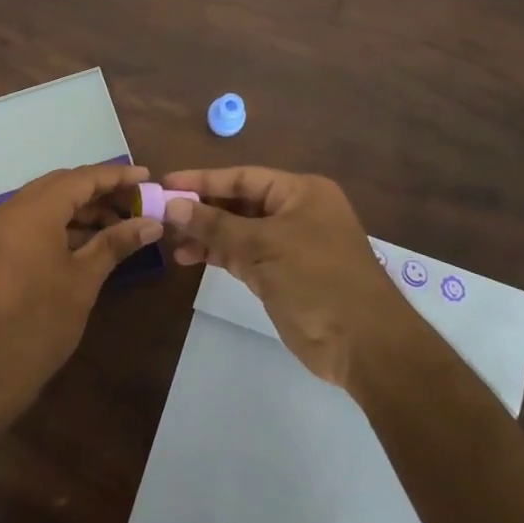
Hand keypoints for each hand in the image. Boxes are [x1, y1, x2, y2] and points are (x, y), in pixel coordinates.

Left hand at [0, 163, 162, 428]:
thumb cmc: (40, 322)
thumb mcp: (84, 280)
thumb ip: (116, 243)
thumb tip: (151, 223)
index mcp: (32, 211)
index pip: (81, 179)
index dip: (115, 176)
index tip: (147, 177)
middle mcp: (10, 210)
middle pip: (61, 186)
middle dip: (99, 191)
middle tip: (136, 201)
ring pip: (46, 203)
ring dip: (81, 209)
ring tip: (121, 224)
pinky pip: (33, 222)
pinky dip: (62, 225)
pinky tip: (91, 241)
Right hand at [161, 166, 409, 388]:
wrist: (364, 344)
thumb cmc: (317, 280)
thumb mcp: (263, 246)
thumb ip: (215, 224)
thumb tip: (172, 205)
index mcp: (301, 192)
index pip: (242, 178)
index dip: (202, 180)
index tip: (165, 184)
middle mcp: (295, 212)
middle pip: (238, 203)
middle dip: (201, 209)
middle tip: (160, 214)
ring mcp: (289, 244)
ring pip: (237, 231)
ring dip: (205, 235)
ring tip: (169, 241)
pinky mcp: (281, 273)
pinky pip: (242, 255)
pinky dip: (218, 255)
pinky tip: (189, 258)